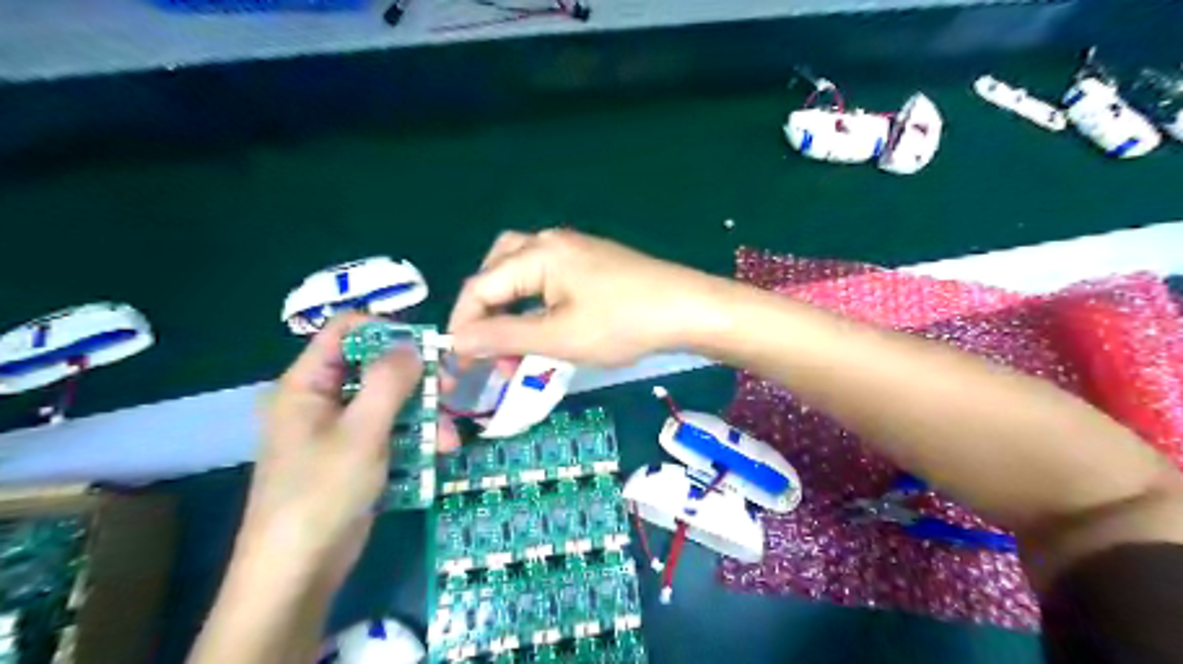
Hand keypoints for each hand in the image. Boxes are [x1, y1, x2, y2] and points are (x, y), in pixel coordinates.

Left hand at [239, 313, 455, 588]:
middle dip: (417, 380)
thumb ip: (389, 381)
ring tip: (450, 438)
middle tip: (452, 388)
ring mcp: (341, 430)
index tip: (427, 345)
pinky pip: (391, 432)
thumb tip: (413, 344)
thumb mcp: (361, 432)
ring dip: (424, 416)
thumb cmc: (322, 493)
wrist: (299, 571)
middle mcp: (323, 400)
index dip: (386, 330)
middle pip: (375, 368)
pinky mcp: (357, 456)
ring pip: (390, 403)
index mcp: (307, 384)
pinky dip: (415, 439)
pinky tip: (439, 454)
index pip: (344, 331)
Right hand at [448, 229, 724, 364]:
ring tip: (512, 339)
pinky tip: (544, 324)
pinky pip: (548, 276)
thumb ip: (503, 337)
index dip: (464, 323)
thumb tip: (457, 340)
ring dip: (509, 304)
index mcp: (538, 254)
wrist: (688, 309)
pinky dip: (534, 301)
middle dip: (484, 307)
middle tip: (485, 342)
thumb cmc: (623, 324)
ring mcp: (575, 250)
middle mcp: (551, 242)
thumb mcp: (559, 337)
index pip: (480, 285)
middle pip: (497, 268)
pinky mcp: (592, 262)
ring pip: (522, 271)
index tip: (459, 361)